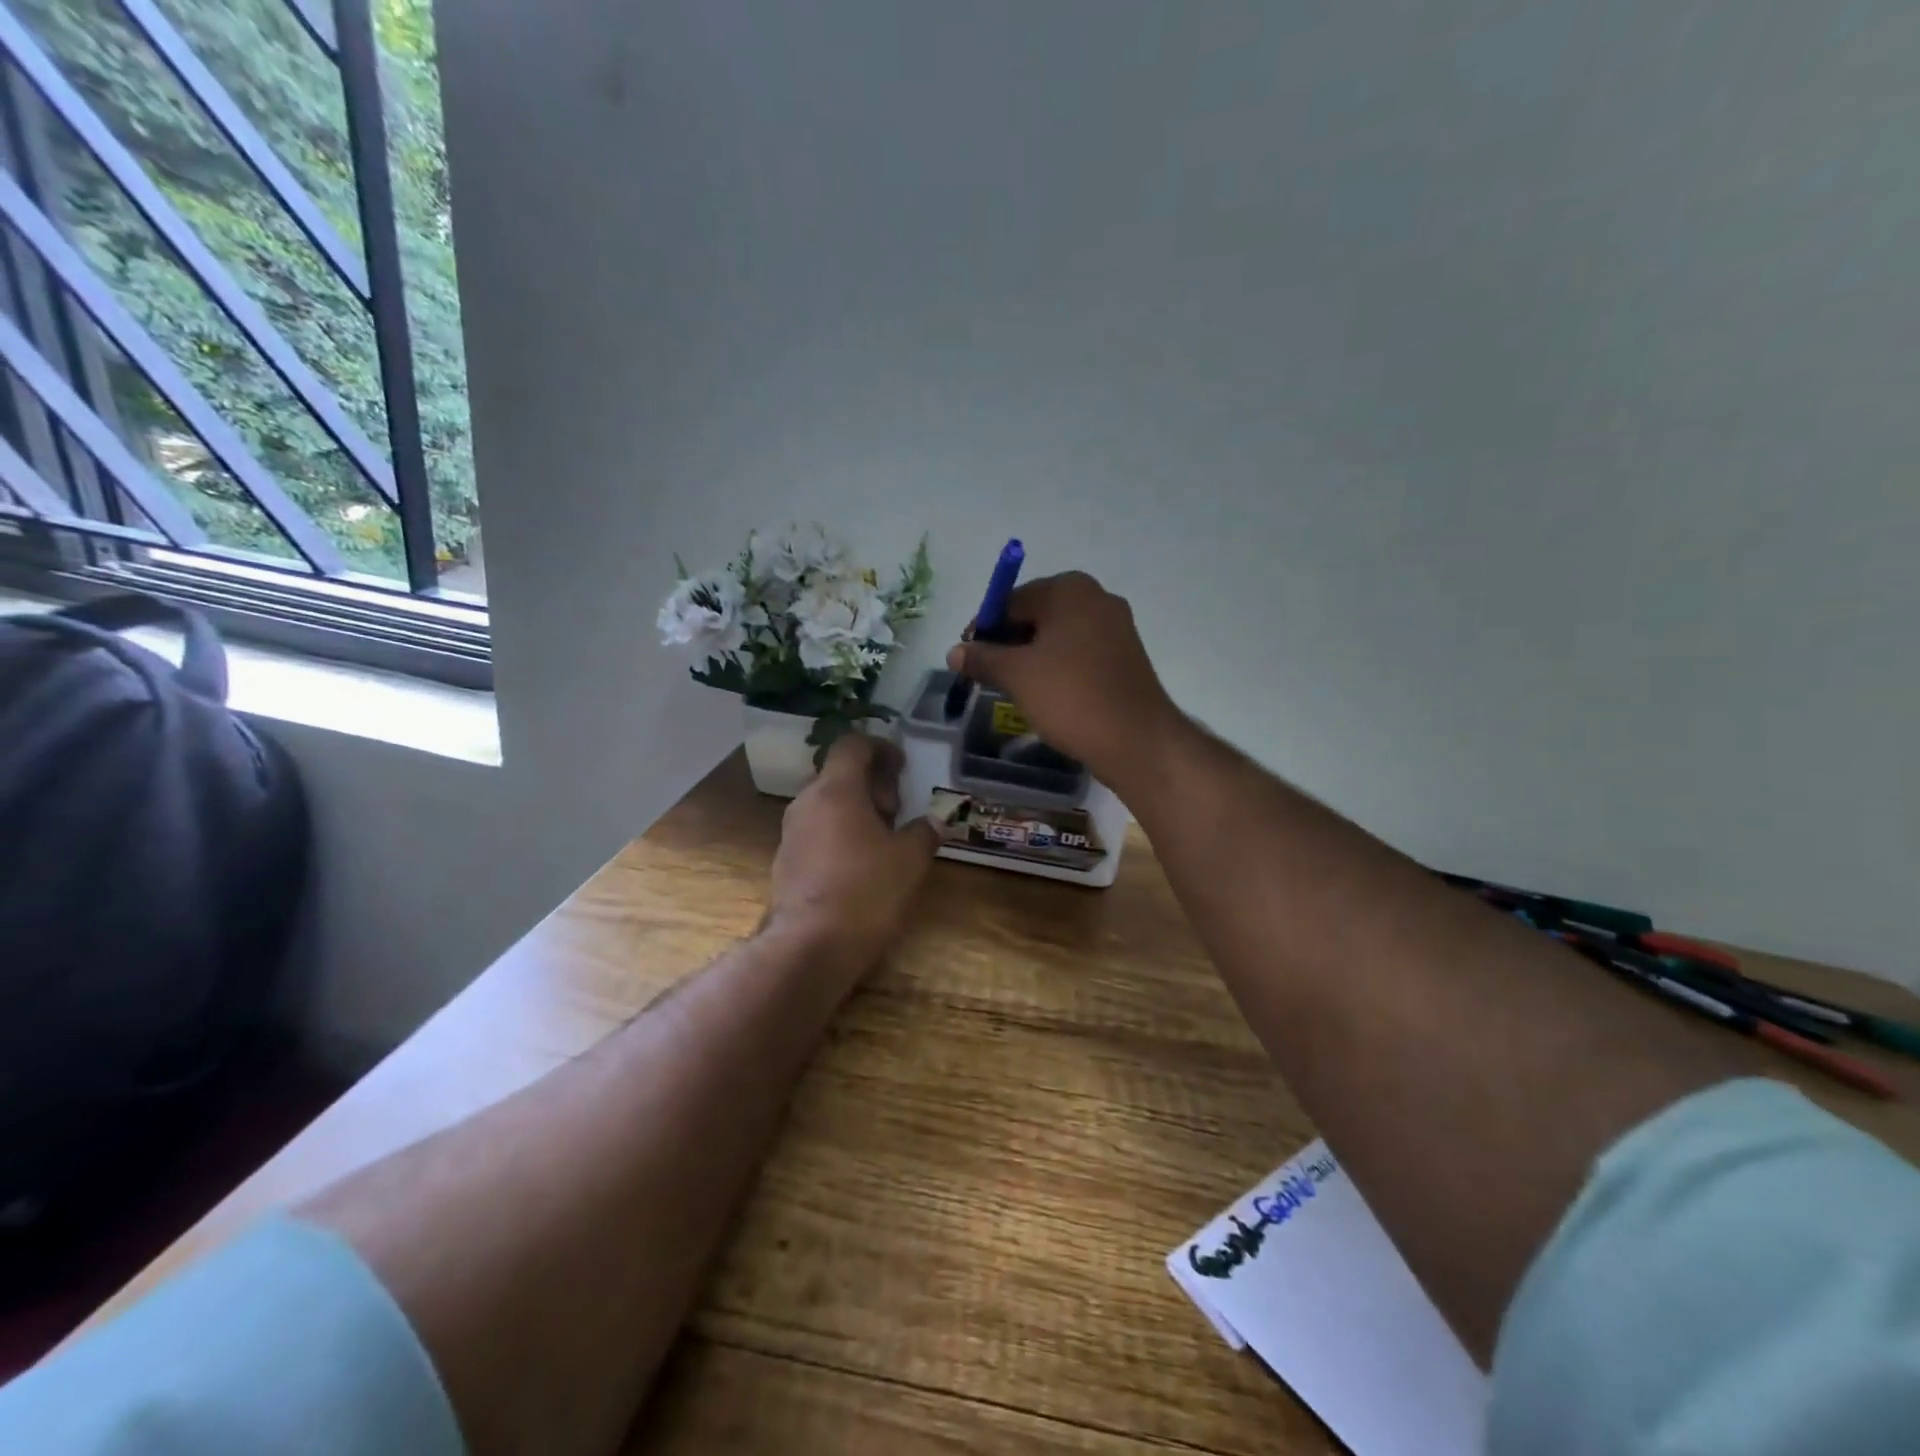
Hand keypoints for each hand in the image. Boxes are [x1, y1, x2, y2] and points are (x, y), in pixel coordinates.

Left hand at [765, 732, 937, 971]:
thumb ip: (924, 832)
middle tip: (898, 808)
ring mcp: (792, 833)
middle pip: (839, 774)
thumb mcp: (909, 859)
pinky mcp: (787, 862)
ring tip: (886, 838)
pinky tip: (862, 864)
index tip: (902, 767)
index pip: (852, 744)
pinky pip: (818, 832)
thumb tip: (935, 821)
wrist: (809, 946)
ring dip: (857, 811)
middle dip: (873, 784)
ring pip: (828, 805)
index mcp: (836, 789)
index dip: (880, 747)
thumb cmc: (865, 890)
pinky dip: (841, 834)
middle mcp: (807, 802)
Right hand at [946, 571, 1183, 788]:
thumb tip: (954, 652)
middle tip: (988, 676)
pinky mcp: (1125, 655)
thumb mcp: (1016, 675)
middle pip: (1036, 615)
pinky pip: (1079, 653)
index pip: (1011, 600)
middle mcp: (1096, 597)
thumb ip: (982, 658)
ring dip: (1032, 658)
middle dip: (1008, 643)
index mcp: (1069, 589)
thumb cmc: (1070, 696)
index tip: (967, 658)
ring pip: (1058, 636)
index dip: (984, 629)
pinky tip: (1046, 695)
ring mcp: (1116, 626)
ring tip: (1014, 689)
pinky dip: (1057, 668)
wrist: (1135, 739)